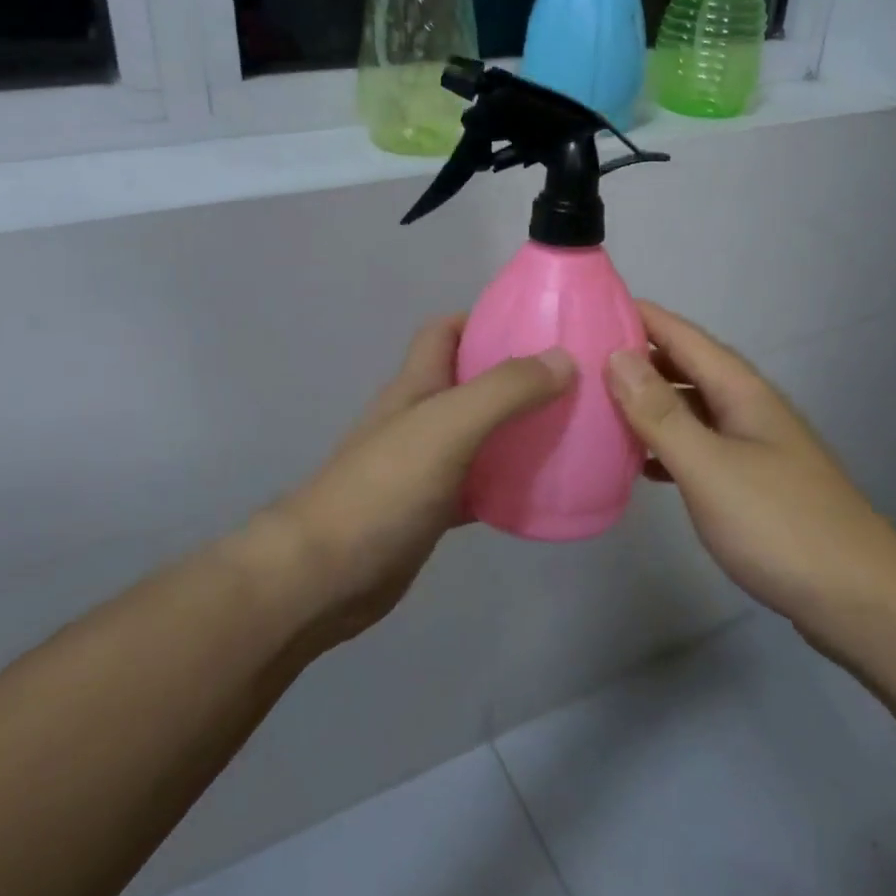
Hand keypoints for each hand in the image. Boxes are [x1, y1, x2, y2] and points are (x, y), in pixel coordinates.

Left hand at [269, 316, 574, 641]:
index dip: (483, 319)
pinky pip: (478, 486)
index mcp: (416, 386)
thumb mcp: (447, 427)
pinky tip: (541, 492)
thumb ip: (503, 391)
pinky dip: (506, 483)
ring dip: (515, 430)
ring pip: (478, 435)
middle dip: (514, 376)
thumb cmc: (383, 488)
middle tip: (569, 382)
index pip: (445, 332)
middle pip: (469, 382)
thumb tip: (564, 358)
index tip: (536, 326)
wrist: (326, 575)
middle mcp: (419, 418)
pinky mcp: (430, 510)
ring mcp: (423, 466)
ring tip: (569, 431)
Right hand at [604, 302, 895, 647]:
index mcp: (741, 391)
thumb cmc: (779, 525)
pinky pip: (699, 446)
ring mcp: (753, 446)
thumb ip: (661, 413)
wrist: (859, 600)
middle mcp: (748, 408)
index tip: (590, 305)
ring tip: (600, 405)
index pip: (683, 335)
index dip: (640, 316)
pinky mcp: (752, 482)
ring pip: (691, 408)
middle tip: (581, 358)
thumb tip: (617, 356)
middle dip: (637, 357)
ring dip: (648, 402)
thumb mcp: (709, 466)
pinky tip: (641, 463)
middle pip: (686, 367)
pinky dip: (666, 445)